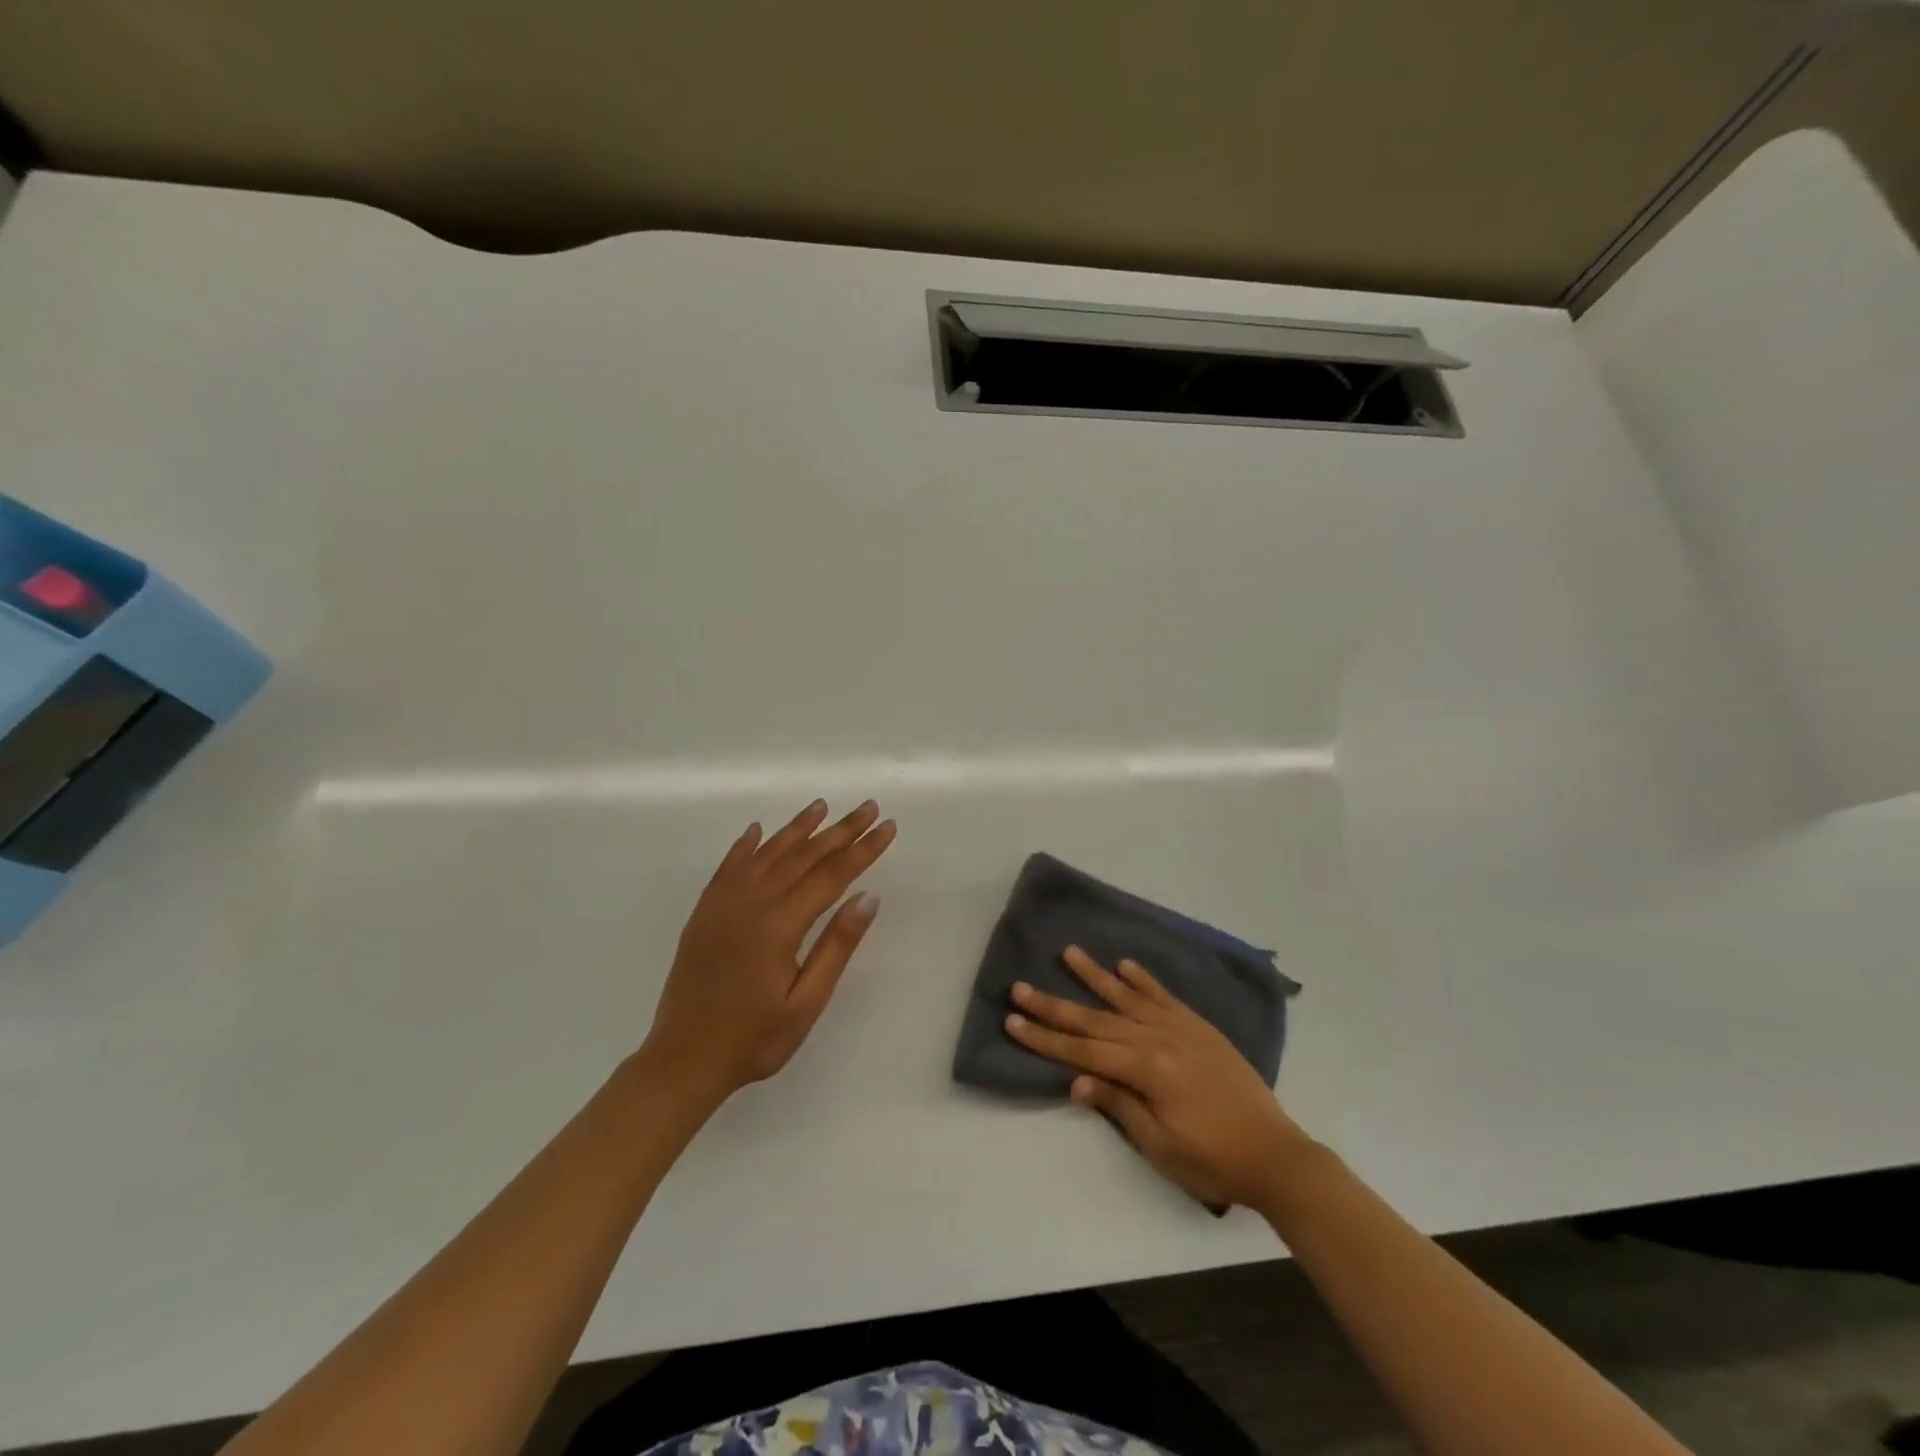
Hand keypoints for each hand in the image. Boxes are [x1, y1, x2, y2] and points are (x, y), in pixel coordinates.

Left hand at [639, 799, 896, 1106]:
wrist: (682, 1060)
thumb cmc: (754, 1039)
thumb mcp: (806, 1002)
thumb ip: (837, 946)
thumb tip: (867, 897)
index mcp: (780, 924)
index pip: (832, 875)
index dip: (862, 849)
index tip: (886, 827)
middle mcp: (752, 903)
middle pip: (803, 856)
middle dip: (839, 830)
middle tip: (867, 807)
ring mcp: (723, 905)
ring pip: (767, 854)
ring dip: (796, 828)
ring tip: (821, 806)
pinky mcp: (704, 913)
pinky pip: (728, 867)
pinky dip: (746, 845)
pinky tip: (757, 832)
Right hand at [1005, 947, 1310, 1208]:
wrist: (1275, 1154)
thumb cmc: (1213, 1159)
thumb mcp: (1160, 1145)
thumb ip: (1118, 1104)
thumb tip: (1076, 1080)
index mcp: (1147, 1069)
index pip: (1083, 1050)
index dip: (1045, 1038)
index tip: (1013, 1020)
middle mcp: (1159, 1039)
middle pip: (1096, 1019)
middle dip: (1055, 1005)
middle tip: (1020, 986)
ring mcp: (1181, 1028)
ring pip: (1128, 997)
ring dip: (1095, 976)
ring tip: (1069, 952)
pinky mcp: (1199, 1027)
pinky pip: (1164, 997)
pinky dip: (1143, 980)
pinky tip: (1124, 965)